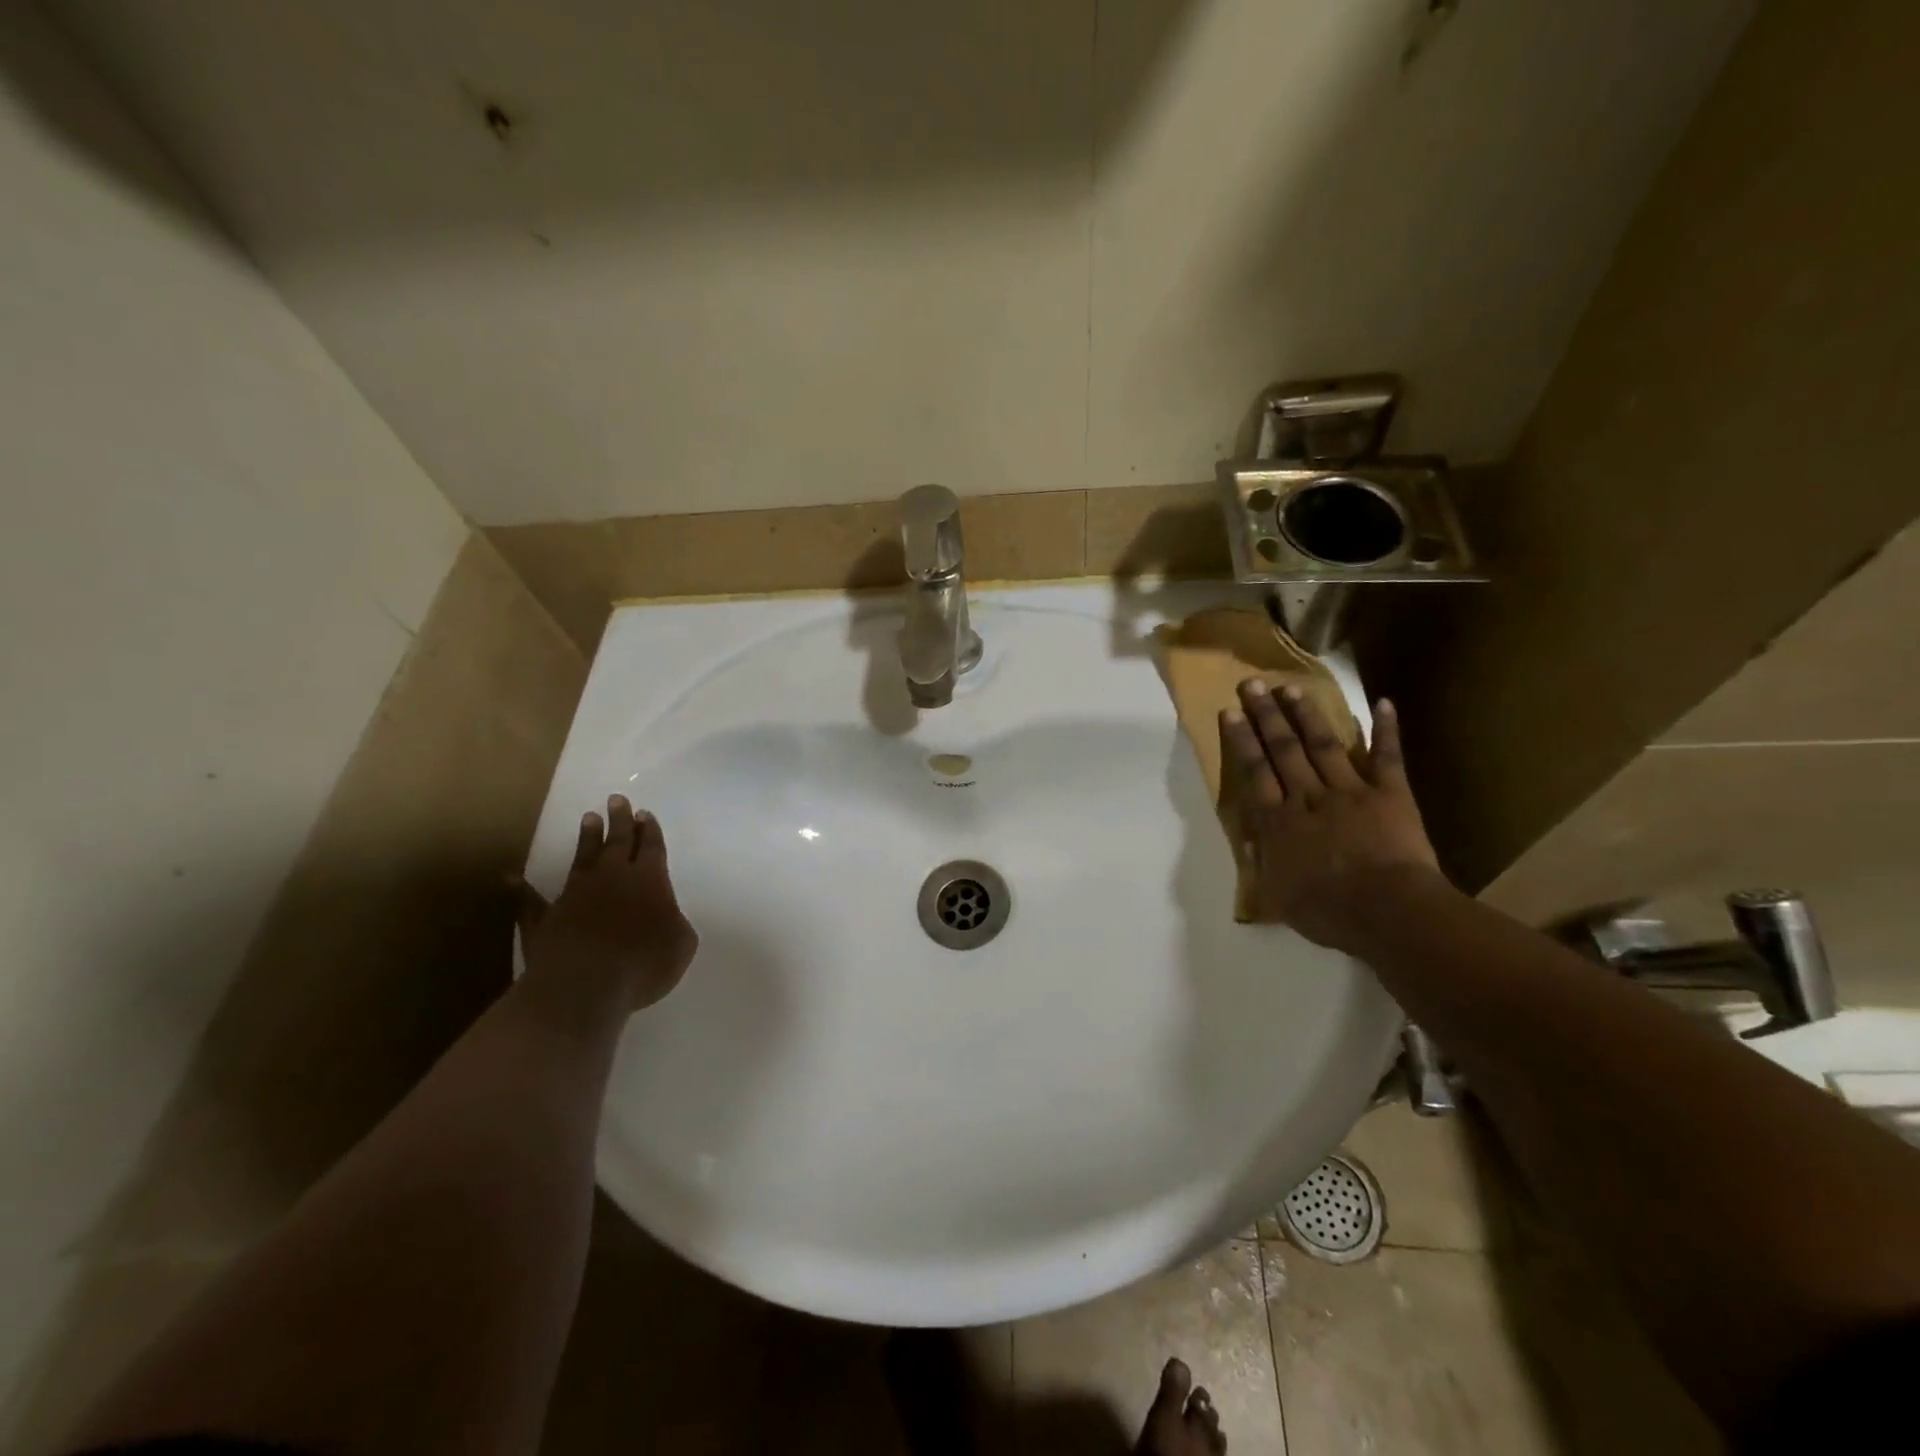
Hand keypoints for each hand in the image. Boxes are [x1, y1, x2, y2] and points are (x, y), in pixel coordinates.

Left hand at [516, 795, 698, 1011]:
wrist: (585, 984)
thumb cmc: (643, 963)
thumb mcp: (681, 944)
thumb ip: (675, 924)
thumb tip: (666, 918)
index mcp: (649, 881)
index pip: (651, 848)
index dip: (650, 831)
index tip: (644, 814)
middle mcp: (612, 879)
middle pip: (617, 842)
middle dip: (620, 821)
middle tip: (617, 799)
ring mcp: (575, 896)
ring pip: (582, 859)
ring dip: (586, 839)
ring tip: (588, 818)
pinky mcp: (544, 919)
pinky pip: (530, 901)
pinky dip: (522, 890)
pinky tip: (512, 879)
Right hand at [1218, 680, 1442, 950]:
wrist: (1388, 911)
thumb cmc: (1327, 911)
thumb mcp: (1277, 897)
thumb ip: (1262, 865)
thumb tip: (1250, 843)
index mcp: (1278, 821)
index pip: (1254, 772)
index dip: (1241, 740)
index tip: (1230, 712)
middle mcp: (1308, 797)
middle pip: (1283, 749)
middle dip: (1266, 715)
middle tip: (1252, 684)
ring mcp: (1350, 791)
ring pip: (1323, 745)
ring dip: (1307, 715)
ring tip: (1292, 688)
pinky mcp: (1390, 794)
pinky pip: (1387, 758)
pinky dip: (1386, 731)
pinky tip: (1383, 703)